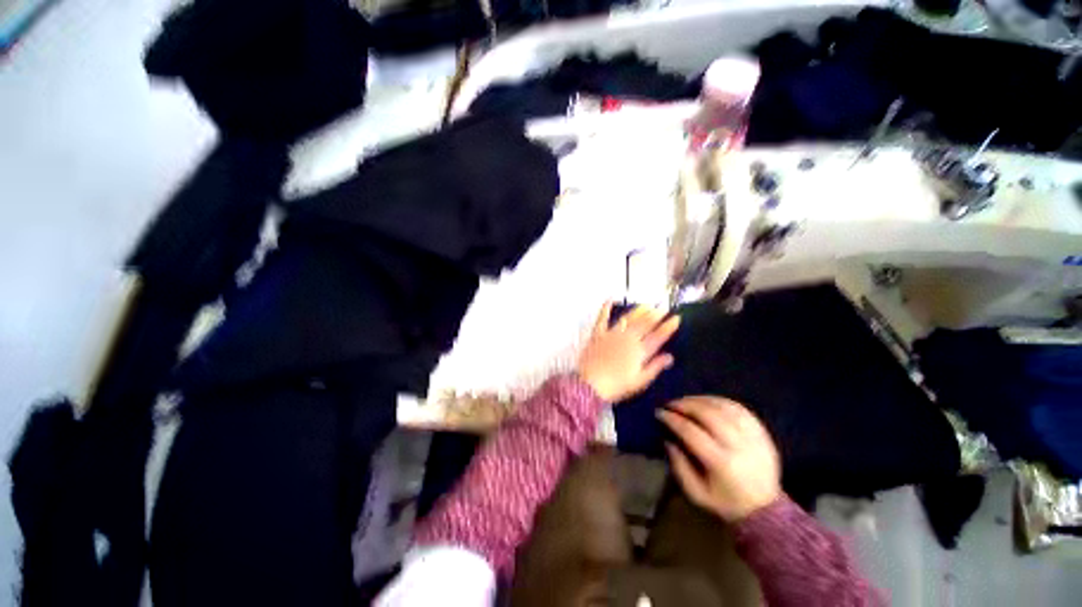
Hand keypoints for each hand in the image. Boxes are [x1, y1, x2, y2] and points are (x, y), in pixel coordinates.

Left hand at [577, 303, 679, 402]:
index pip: (658, 336)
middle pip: (645, 324)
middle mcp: (628, 338)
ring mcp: (612, 334)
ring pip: (628, 319)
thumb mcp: (640, 381)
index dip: (668, 327)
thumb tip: (669, 357)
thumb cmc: (617, 386)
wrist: (590, 384)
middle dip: (656, 315)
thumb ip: (655, 367)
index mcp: (640, 351)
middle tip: (663, 307)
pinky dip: (606, 308)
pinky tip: (609, 299)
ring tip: (647, 305)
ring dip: (638, 311)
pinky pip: (602, 318)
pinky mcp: (598, 334)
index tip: (676, 318)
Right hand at [658, 397, 781, 521]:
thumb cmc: (726, 503)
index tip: (660, 413)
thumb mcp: (696, 493)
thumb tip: (668, 440)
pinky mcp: (762, 433)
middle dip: (686, 405)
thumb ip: (679, 466)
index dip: (673, 420)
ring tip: (687, 402)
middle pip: (709, 414)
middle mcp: (739, 446)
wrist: (767, 510)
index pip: (692, 432)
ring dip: (701, 400)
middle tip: (672, 404)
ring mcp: (753, 437)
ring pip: (724, 408)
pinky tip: (707, 402)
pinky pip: (739, 409)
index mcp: (722, 464)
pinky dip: (720, 402)